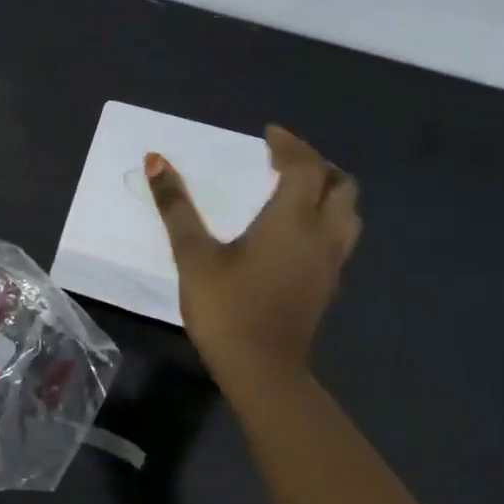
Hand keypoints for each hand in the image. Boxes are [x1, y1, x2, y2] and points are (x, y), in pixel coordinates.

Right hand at [145, 125, 361, 383]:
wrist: (261, 369)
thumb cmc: (225, 308)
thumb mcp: (193, 255)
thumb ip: (176, 207)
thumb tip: (155, 161)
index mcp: (293, 220)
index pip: (305, 166)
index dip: (290, 144)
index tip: (268, 134)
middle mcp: (323, 234)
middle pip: (340, 184)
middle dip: (315, 163)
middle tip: (283, 159)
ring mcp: (331, 261)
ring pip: (348, 211)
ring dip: (327, 190)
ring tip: (295, 189)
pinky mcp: (328, 283)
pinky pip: (341, 234)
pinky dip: (326, 216)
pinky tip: (297, 230)